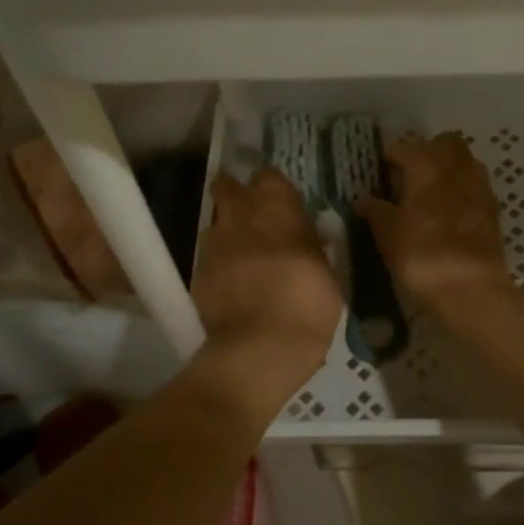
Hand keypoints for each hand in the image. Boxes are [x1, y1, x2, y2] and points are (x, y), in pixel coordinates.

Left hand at [191, 166, 341, 410]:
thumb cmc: (308, 305)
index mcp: (278, 208)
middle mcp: (240, 216)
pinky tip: (231, 286)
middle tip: (250, 213)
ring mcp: (213, 244)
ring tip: (241, 256)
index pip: (268, 176)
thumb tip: (307, 240)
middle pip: (226, 187)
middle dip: (234, 193)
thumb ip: (311, 248)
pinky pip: (208, 259)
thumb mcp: (327, 273)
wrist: (261, 347)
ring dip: (226, 233)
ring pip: (215, 224)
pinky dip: (218, 266)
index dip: (271, 187)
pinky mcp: (196, 273)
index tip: (279, 201)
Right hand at [358, 134, 515, 313]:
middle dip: (427, 151)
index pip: (406, 147)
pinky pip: (476, 185)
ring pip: (465, 161)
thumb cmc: (422, 257)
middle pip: (445, 143)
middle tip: (409, 174)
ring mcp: (480, 188)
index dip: (391, 156)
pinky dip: (462, 189)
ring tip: (430, 192)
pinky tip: (449, 211)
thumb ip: (376, 211)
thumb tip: (364, 199)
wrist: (472, 290)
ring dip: (448, 167)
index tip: (380, 170)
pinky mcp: (493, 210)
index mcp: (427, 168)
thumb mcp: (388, 236)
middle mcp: (457, 169)